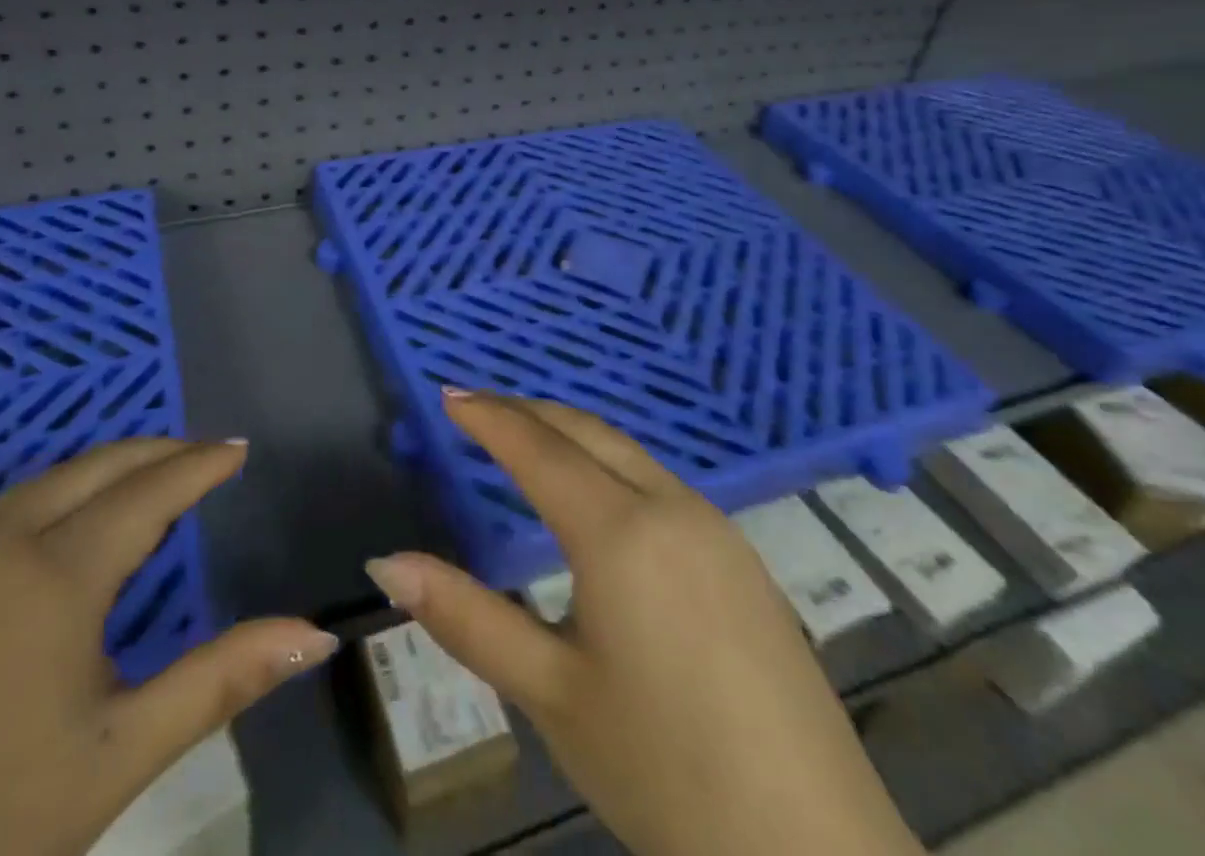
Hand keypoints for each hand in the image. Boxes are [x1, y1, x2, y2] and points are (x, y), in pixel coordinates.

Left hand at [0, 438, 337, 855]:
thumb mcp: (118, 756)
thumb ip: (221, 681)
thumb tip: (314, 634)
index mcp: (59, 571)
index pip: (151, 490)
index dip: (200, 466)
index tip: (238, 448)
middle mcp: (4, 544)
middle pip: (98, 467)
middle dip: (158, 452)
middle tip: (204, 456)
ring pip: (47, 483)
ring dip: (106, 469)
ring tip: (147, 482)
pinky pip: (7, 513)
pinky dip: (59, 495)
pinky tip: (65, 530)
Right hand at [365, 391, 921, 855]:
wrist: (817, 853)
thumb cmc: (665, 771)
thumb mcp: (551, 695)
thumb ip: (466, 618)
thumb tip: (387, 563)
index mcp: (619, 531)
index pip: (537, 448)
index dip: (489, 417)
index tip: (449, 394)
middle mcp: (671, 506)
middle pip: (585, 431)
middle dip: (527, 411)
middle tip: (478, 409)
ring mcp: (715, 527)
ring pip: (627, 451)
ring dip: (569, 433)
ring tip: (526, 440)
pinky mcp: (742, 557)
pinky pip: (658, 480)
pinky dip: (608, 462)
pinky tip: (597, 495)